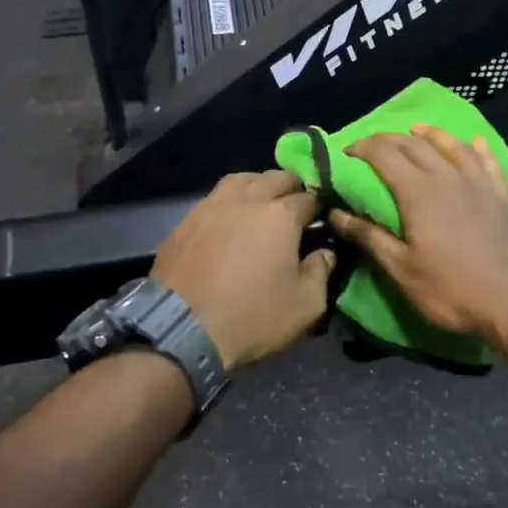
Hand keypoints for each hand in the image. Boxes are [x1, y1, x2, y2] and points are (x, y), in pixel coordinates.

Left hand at [151, 170, 335, 371]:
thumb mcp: (306, 305)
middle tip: (295, 209)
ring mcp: (211, 205)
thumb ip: (321, 272)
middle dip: (291, 188)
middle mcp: (246, 199)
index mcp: (280, 215)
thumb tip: (324, 254)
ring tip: (261, 204)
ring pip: (241, 180)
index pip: (309, 198)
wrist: (182, 329)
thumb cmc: (252, 316)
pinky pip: (213, 199)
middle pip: (276, 178)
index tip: (321, 222)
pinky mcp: (185, 220)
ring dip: (257, 186)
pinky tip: (228, 222)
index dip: (319, 208)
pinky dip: (228, 203)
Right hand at [329, 126, 507, 344]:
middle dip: (389, 139)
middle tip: (371, 145)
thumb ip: (369, 237)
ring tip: (417, 130)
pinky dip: (478, 149)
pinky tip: (475, 143)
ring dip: (431, 135)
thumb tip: (335, 213)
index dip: (362, 149)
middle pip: (415, 145)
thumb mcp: (401, 270)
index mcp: (418, 193)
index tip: (345, 153)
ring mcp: (480, 185)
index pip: (384, 155)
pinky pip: (489, 163)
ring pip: (452, 146)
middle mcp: (448, 178)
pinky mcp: (503, 198)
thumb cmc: (451, 290)